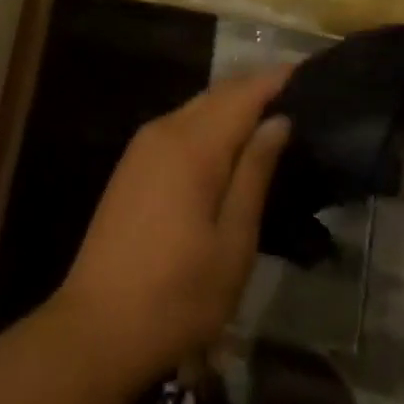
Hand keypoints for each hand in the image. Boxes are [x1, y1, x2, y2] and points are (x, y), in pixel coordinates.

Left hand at [55, 70, 291, 383]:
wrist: (94, 330)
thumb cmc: (176, 296)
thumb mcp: (232, 244)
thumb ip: (255, 174)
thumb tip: (279, 121)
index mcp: (193, 145)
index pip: (243, 93)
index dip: (276, 79)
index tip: (309, 72)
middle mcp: (166, 129)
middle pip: (219, 92)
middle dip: (257, 87)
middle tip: (299, 95)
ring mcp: (144, 144)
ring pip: (198, 106)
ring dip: (233, 104)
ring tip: (271, 116)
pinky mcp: (133, 163)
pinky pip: (181, 124)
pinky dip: (210, 121)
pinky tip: (229, 143)